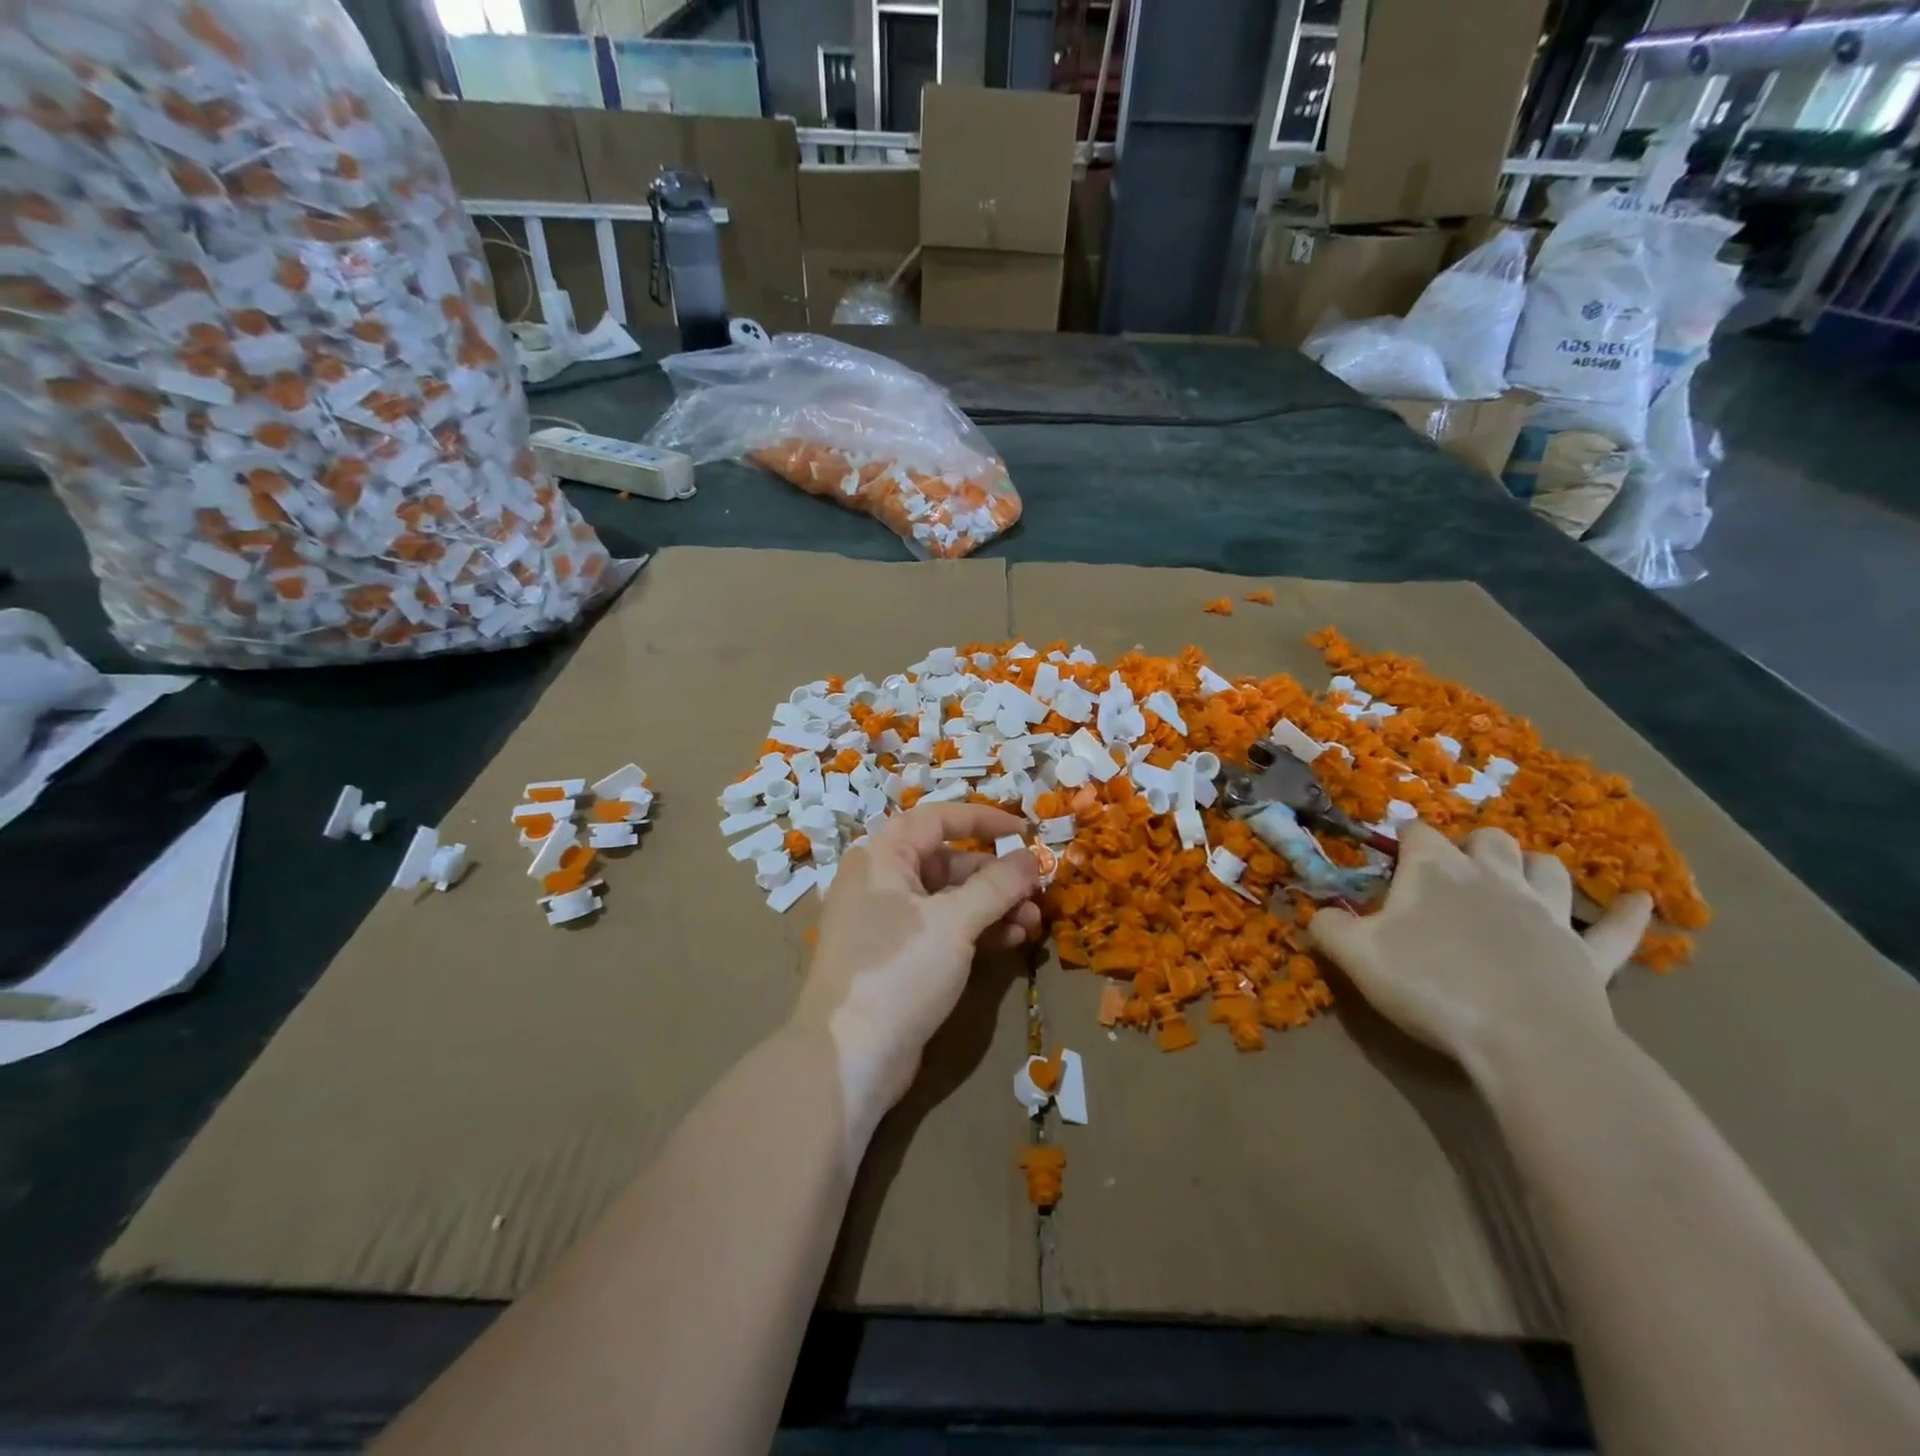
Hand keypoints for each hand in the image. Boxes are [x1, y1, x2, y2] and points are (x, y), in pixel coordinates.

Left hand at [791, 803, 1041, 1149]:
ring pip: (949, 899)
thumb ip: (997, 884)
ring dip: (993, 906)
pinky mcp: (898, 957)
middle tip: (1037, 891)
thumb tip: (1032, 857)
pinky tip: (1012, 941)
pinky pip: (943, 929)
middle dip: (996, 875)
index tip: (1027, 832)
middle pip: (948, 860)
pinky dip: (976, 930)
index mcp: (882, 856)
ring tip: (1033, 923)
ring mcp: (888, 921)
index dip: (985, 820)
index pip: (939, 819)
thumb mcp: (954, 922)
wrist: (849, 1057)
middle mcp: (881, 880)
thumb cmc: (898, 970)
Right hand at [1307, 823, 1652, 1071]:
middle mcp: (1493, 878)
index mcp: (1436, 871)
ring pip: (1547, 869)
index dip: (1404, 837)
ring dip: (1532, 867)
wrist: (1525, 1040)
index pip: (1418, 833)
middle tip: (1453, 867)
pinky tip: (1641, 900)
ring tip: (1518, 876)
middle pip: (1487, 840)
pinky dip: (1627, 914)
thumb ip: (1328, 927)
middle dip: (1470, 844)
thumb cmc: (1430, 985)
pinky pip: (1616, 930)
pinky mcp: (1589, 955)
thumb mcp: (1355, 955)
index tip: (1393, 850)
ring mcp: (1547, 914)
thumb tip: (1318, 912)